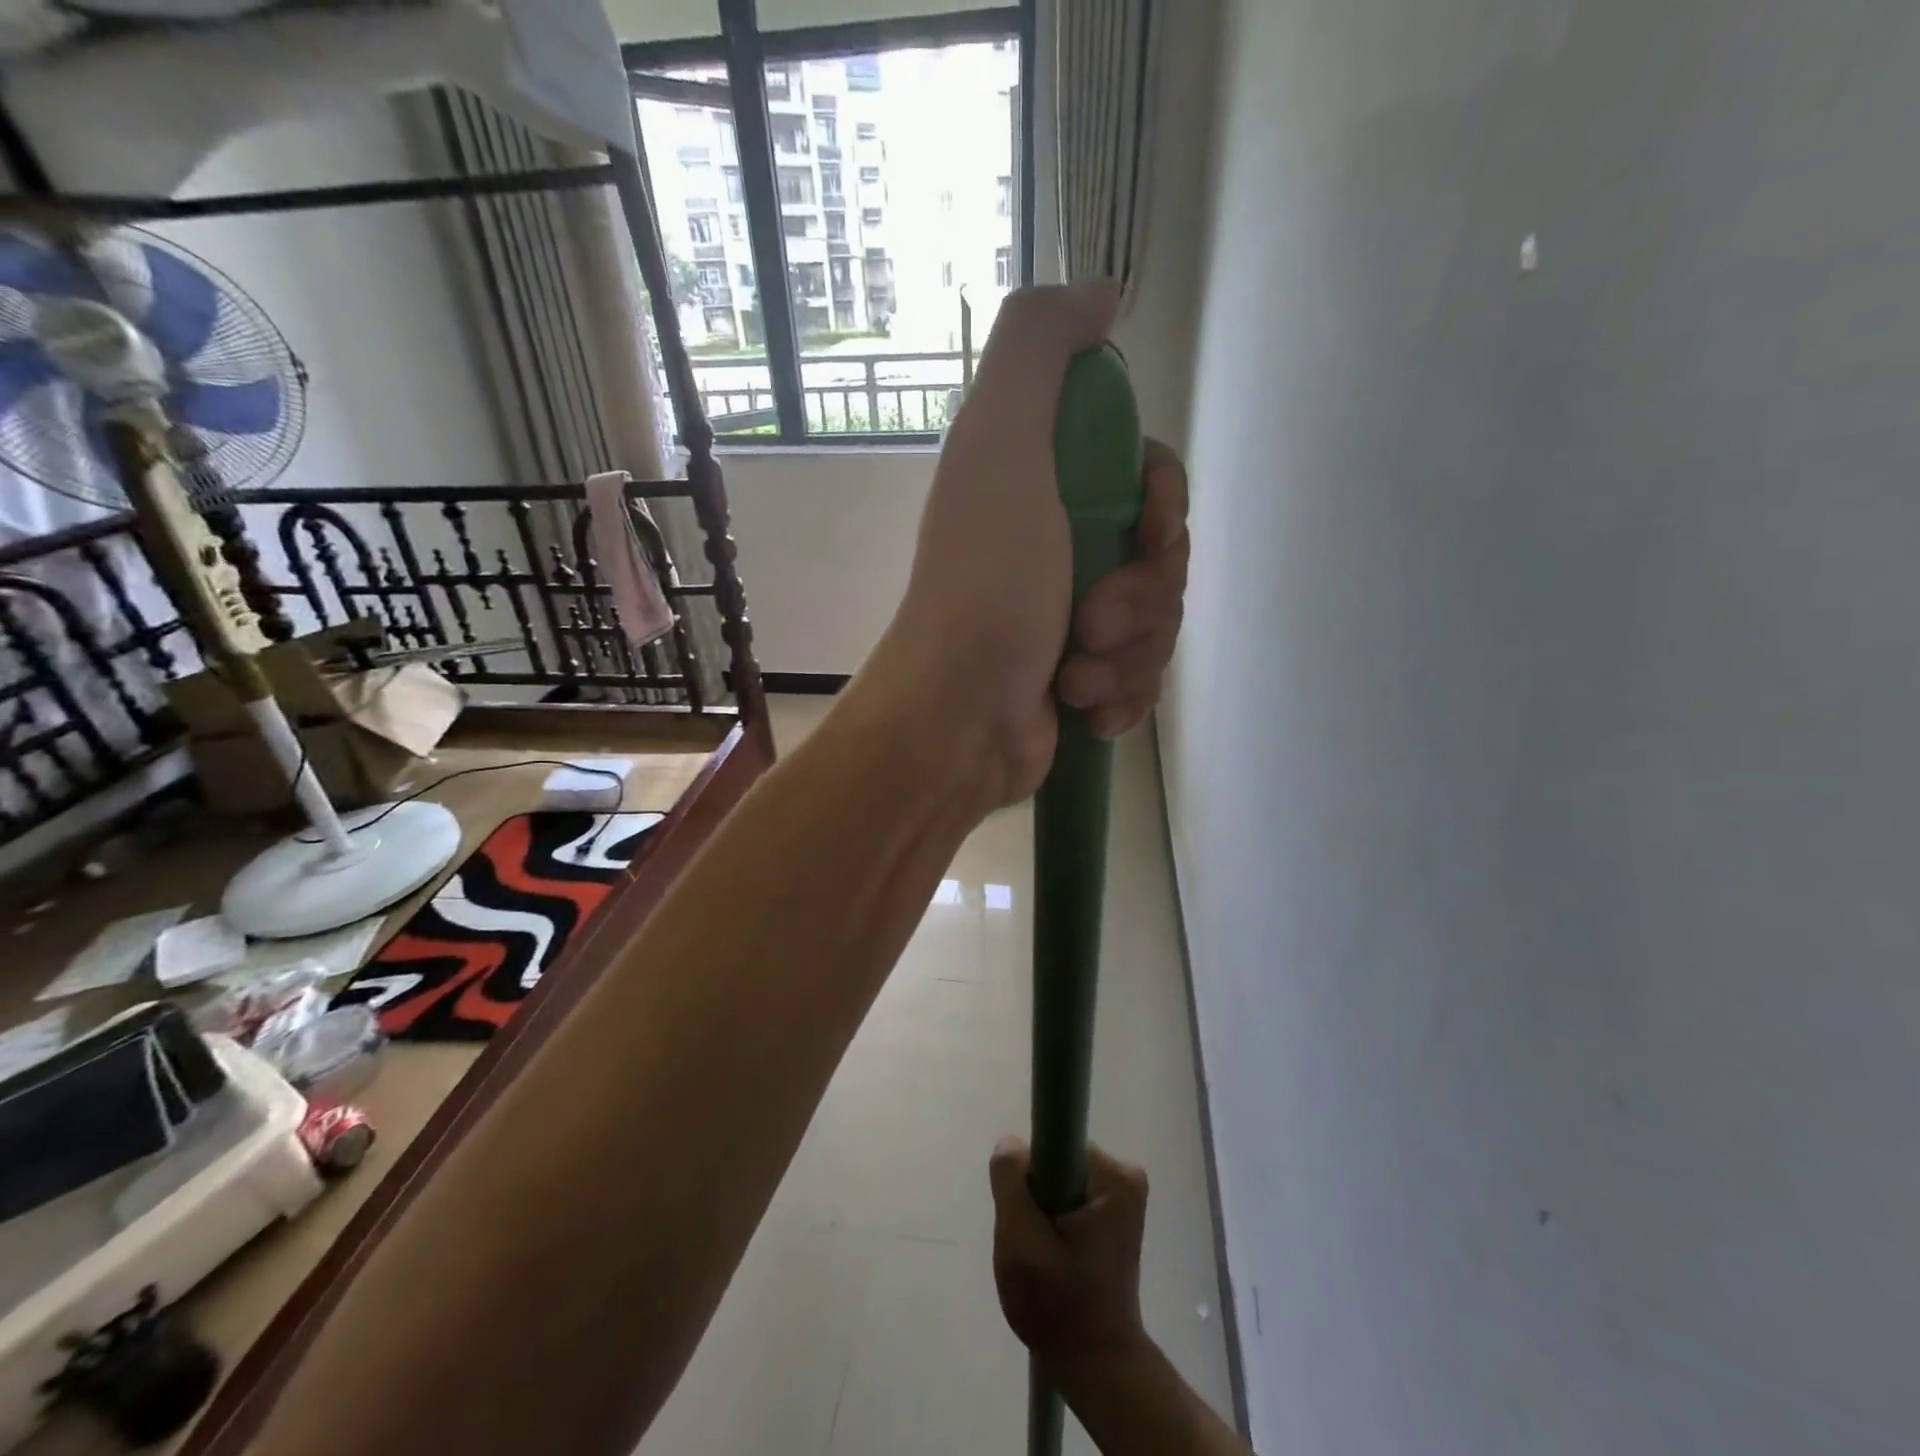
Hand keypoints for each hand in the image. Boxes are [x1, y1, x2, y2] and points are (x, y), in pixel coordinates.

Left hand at [869, 283, 1191, 807]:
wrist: (958, 720)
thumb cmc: (987, 586)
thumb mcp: (1001, 444)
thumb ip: (1039, 347)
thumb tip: (1102, 295)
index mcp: (1044, 492)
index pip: (1148, 479)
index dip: (1164, 504)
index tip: (1148, 533)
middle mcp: (1056, 550)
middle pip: (1161, 558)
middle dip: (1141, 597)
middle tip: (1089, 623)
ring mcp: (1071, 622)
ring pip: (1159, 625)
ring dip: (1130, 655)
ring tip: (1076, 677)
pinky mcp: (1082, 683)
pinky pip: (1144, 680)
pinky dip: (1123, 698)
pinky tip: (1086, 712)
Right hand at [988, 1136, 1150, 1380]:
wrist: (1096, 1366)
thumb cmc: (1058, 1305)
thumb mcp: (1020, 1241)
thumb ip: (1011, 1181)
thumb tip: (1011, 1141)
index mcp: (1114, 1177)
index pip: (1053, 1143)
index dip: (1030, 1172)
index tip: (1024, 1209)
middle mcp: (1125, 1176)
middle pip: (1056, 1161)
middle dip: (1034, 1195)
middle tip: (1029, 1240)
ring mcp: (1123, 1196)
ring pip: (1058, 1180)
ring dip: (1041, 1211)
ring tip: (1041, 1254)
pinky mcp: (1115, 1214)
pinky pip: (1069, 1196)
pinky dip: (1053, 1221)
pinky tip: (1052, 1256)